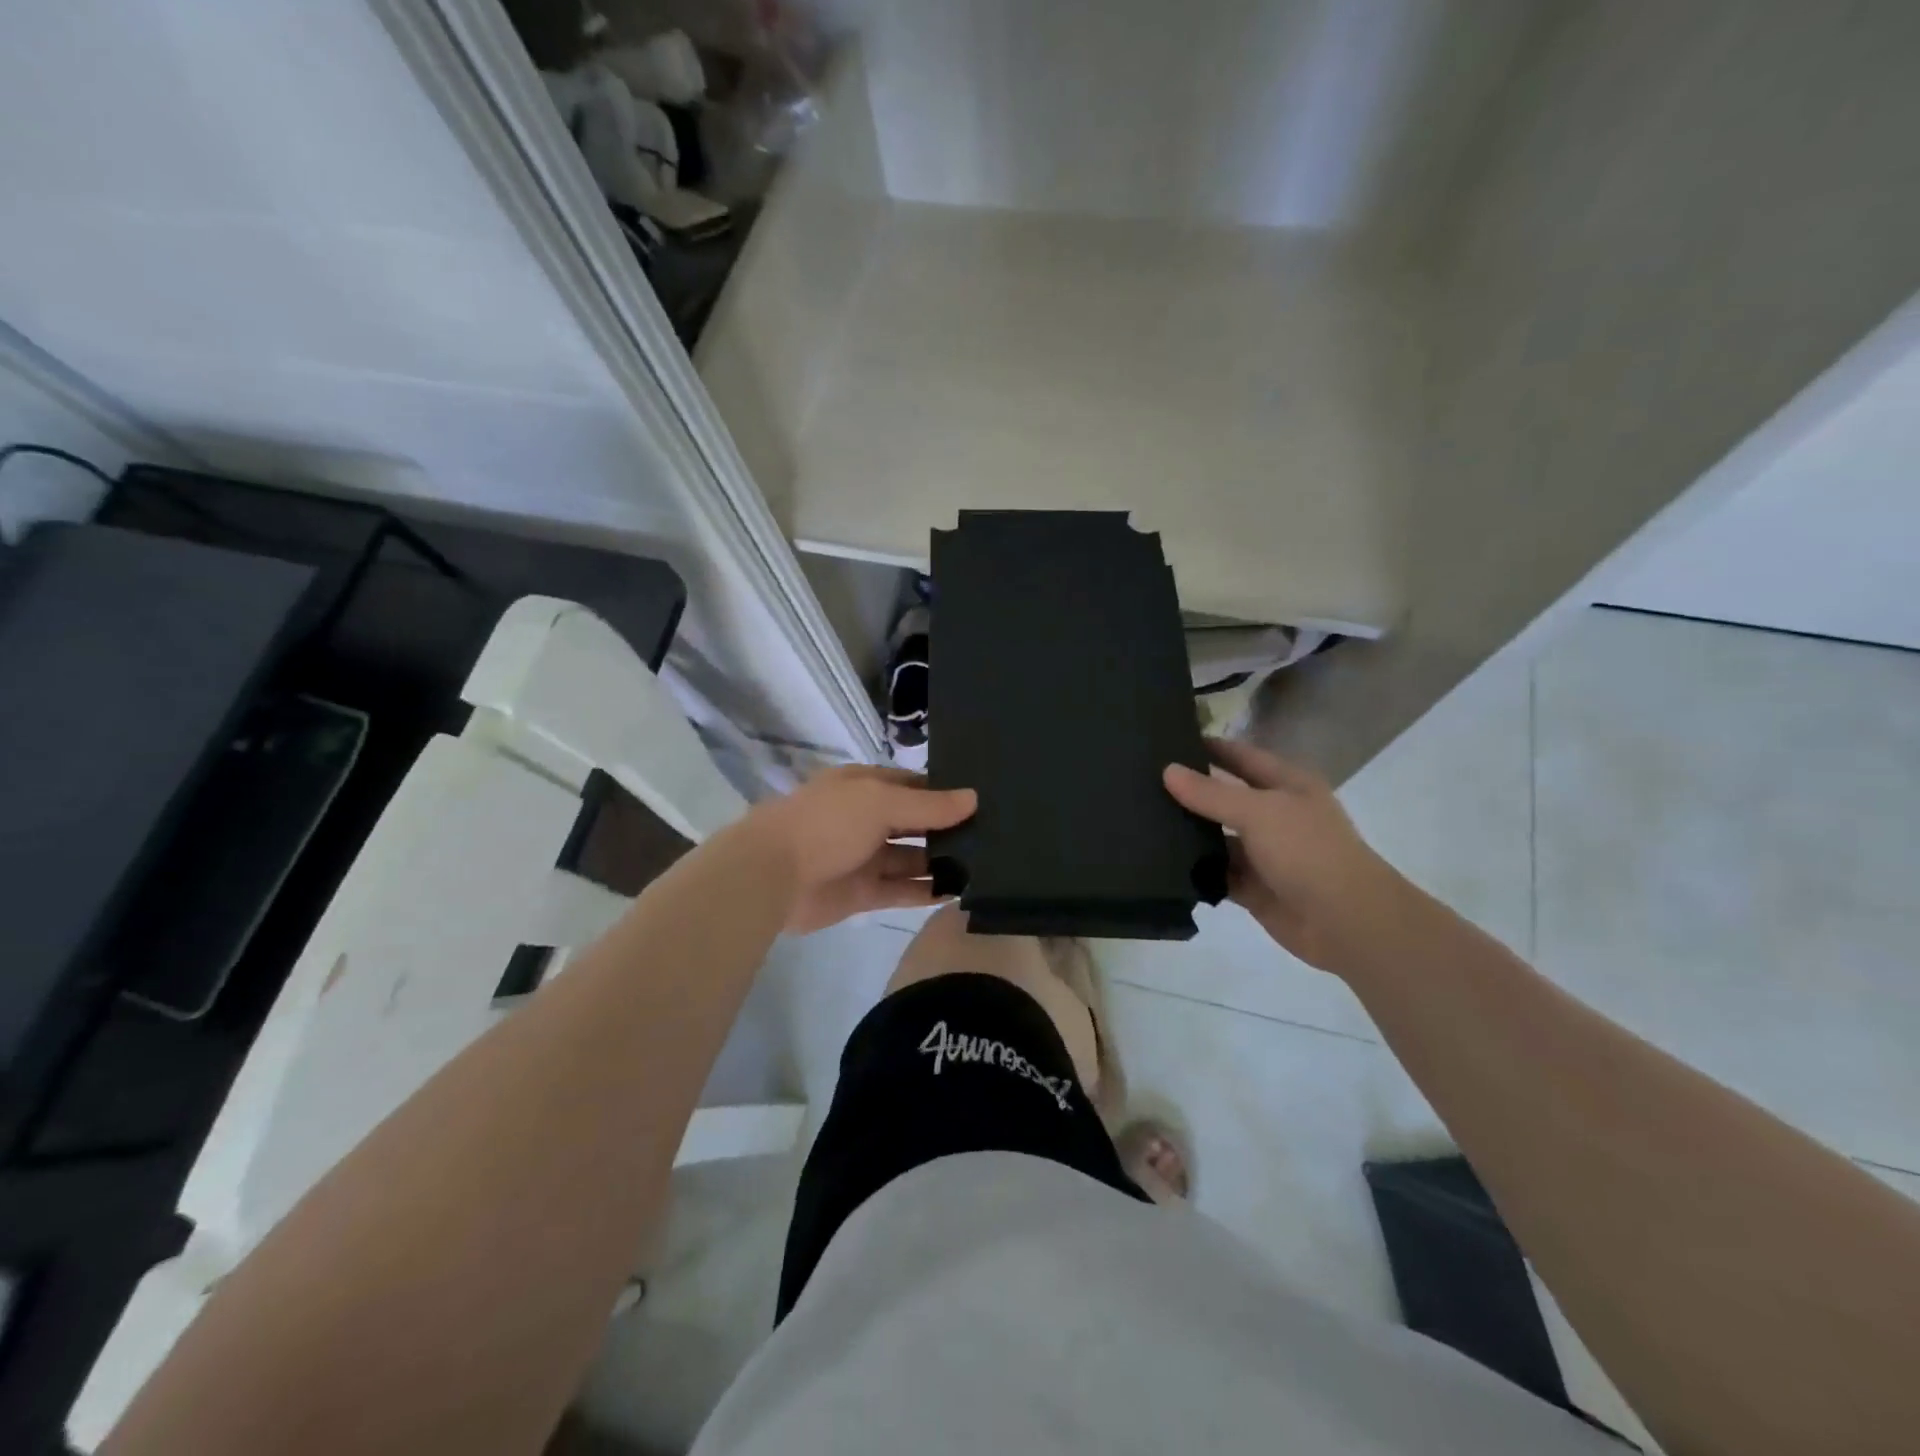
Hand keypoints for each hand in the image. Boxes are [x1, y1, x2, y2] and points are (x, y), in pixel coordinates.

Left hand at [745, 765, 976, 934]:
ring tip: (987, 867)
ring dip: (942, 862)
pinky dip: (927, 892)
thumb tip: (973, 798)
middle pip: (915, 823)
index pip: (914, 785)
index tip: (984, 801)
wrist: (771, 876)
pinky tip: (960, 893)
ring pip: (912, 859)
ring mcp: (864, 857)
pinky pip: (902, 891)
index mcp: (865, 787)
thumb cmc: (827, 824)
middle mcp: (867, 819)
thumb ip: (928, 805)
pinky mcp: (862, 893)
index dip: (944, 792)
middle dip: (948, 829)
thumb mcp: (880, 803)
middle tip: (996, 836)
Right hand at [1164, 739, 1402, 971]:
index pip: (1240, 756)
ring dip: (1189, 834)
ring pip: (1218, 837)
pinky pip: (1218, 873)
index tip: (1164, 740)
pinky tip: (1161, 864)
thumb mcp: (1258, 812)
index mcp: (1287, 785)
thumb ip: (1211, 793)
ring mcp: (1265, 853)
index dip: (1208, 747)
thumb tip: (1168, 770)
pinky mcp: (1254, 887)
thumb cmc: (1308, 851)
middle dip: (1189, 792)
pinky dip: (1197, 871)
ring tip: (1141, 822)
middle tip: (1140, 783)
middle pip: (1225, 797)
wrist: (1347, 922)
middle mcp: (1275, 814)